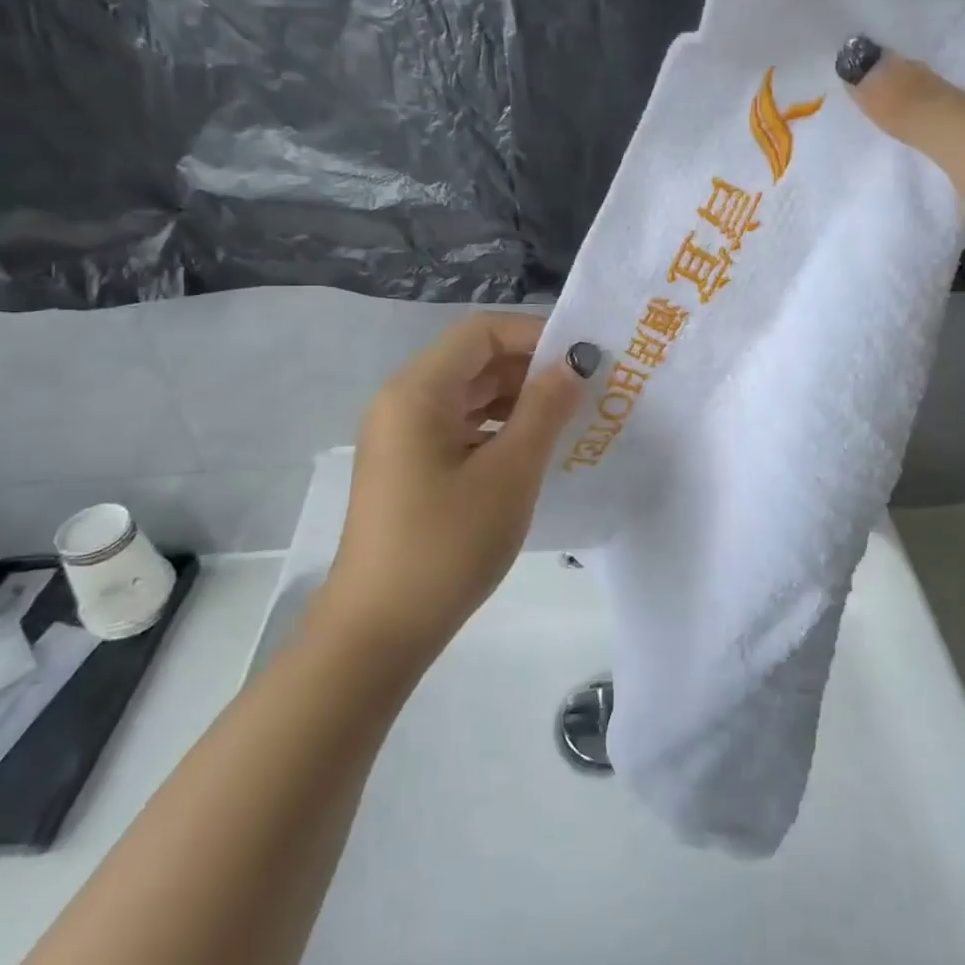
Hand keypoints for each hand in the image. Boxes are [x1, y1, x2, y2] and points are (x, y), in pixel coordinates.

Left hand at [319, 313, 592, 664]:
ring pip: (469, 394)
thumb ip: (545, 408)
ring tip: (570, 417)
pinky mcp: (409, 466)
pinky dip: (498, 427)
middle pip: (474, 360)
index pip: (482, 332)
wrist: (378, 632)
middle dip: (531, 368)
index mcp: (418, 391)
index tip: (583, 356)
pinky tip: (534, 449)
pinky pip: (460, 426)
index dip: (535, 334)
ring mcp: (403, 436)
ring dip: (518, 399)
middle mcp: (403, 401)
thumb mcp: (510, 472)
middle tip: (586, 388)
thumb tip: (575, 363)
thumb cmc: (447, 545)